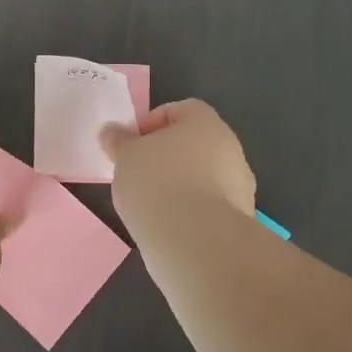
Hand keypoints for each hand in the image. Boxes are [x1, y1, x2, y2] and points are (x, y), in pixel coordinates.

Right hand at [100, 98, 256, 231]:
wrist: (195, 242)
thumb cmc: (158, 183)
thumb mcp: (126, 156)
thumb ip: (118, 140)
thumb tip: (112, 131)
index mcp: (206, 123)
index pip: (181, 109)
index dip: (152, 123)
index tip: (132, 144)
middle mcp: (230, 148)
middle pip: (194, 144)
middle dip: (166, 156)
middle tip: (138, 173)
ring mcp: (239, 186)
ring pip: (203, 177)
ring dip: (180, 185)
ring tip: (150, 205)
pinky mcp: (239, 221)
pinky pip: (208, 207)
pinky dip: (190, 212)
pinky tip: (168, 226)